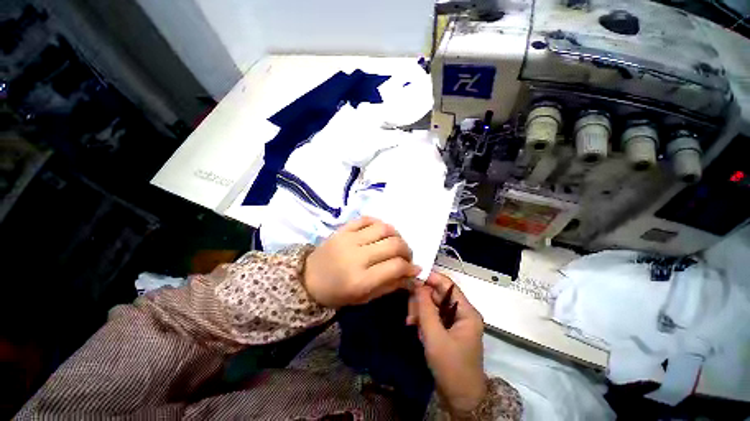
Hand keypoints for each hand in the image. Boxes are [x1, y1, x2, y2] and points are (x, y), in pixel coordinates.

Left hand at [303, 216, 420, 307]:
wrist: (308, 279)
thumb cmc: (337, 293)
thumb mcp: (365, 298)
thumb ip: (390, 285)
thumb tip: (413, 274)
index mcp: (361, 280)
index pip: (396, 266)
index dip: (410, 267)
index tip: (413, 268)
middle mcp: (356, 256)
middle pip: (393, 244)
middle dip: (406, 250)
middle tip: (406, 256)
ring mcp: (348, 239)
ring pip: (383, 228)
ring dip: (396, 234)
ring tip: (395, 242)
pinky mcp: (342, 229)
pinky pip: (366, 219)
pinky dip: (379, 223)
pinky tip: (381, 232)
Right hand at [407, 272, 485, 414]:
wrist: (460, 399)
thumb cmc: (451, 367)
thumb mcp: (435, 336)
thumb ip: (425, 308)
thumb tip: (417, 284)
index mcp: (466, 311)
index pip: (447, 284)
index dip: (430, 278)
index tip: (411, 278)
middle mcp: (461, 312)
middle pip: (437, 294)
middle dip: (421, 300)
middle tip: (410, 314)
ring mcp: (454, 321)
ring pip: (432, 304)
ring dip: (420, 311)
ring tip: (411, 324)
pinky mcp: (447, 329)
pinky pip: (432, 315)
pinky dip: (423, 320)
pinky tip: (416, 329)